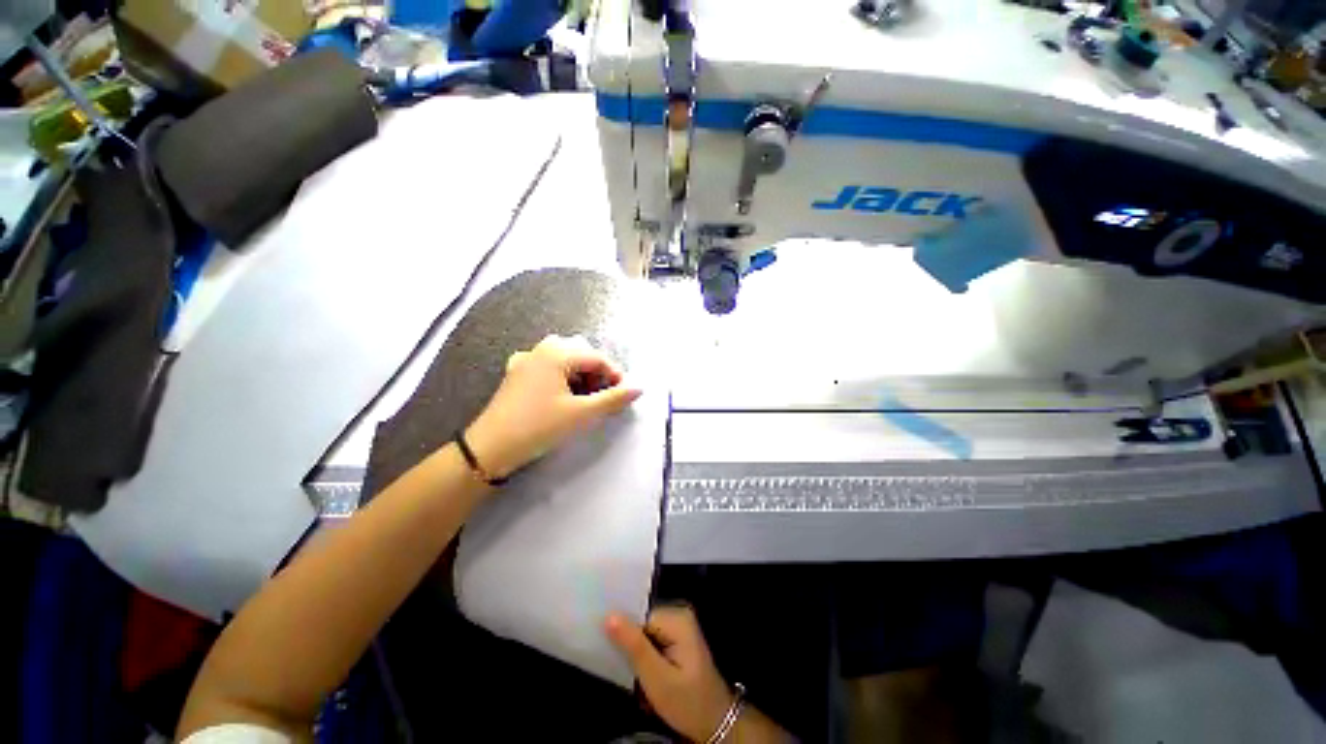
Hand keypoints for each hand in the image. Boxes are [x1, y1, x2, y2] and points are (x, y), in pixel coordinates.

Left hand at [465, 334, 641, 479]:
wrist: (491, 448)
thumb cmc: (540, 426)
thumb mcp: (582, 414)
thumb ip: (613, 398)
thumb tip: (640, 387)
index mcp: (558, 353)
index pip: (598, 358)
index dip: (615, 375)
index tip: (624, 395)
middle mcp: (541, 349)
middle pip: (581, 354)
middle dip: (596, 374)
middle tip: (602, 397)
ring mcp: (526, 360)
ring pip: (564, 359)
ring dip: (579, 374)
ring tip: (583, 398)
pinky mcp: (516, 373)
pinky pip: (547, 366)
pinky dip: (561, 376)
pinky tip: (560, 394)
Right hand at [605, 605, 733, 742]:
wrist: (716, 724)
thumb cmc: (688, 703)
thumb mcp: (657, 679)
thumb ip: (634, 646)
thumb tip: (609, 616)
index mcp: (677, 618)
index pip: (638, 616)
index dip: (624, 636)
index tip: (615, 656)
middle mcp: (678, 614)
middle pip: (641, 623)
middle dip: (631, 648)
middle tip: (631, 674)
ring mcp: (679, 626)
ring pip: (644, 634)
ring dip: (637, 657)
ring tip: (639, 679)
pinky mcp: (677, 639)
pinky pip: (651, 641)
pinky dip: (645, 659)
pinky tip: (646, 677)